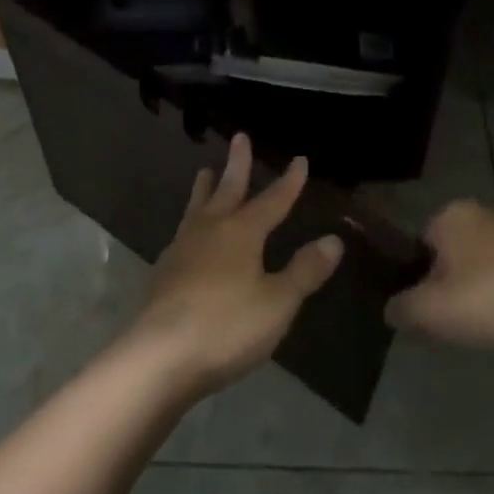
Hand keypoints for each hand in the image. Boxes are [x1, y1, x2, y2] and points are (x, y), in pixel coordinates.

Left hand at [132, 135, 343, 396]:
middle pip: (227, 190)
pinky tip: (189, 234)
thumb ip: (304, 271)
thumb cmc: (226, 326)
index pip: (272, 200)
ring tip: (205, 171)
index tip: (299, 159)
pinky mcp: (164, 273)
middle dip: (237, 164)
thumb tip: (333, 240)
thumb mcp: (278, 302)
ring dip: (205, 188)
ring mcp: (182, 250)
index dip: (288, 182)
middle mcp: (210, 231)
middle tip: (239, 137)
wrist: (159, 356)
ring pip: (197, 207)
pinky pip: (182, 233)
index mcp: (241, 233)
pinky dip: (191, 222)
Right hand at [385, 200, 493, 352]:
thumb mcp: (426, 311)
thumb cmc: (481, 301)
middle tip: (449, 316)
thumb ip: (400, 308)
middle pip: (449, 251)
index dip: (418, 277)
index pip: (420, 243)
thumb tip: (392, 310)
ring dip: (474, 287)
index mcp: (450, 213)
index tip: (427, 305)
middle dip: (446, 280)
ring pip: (477, 263)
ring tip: (476, 322)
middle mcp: (481, 212)